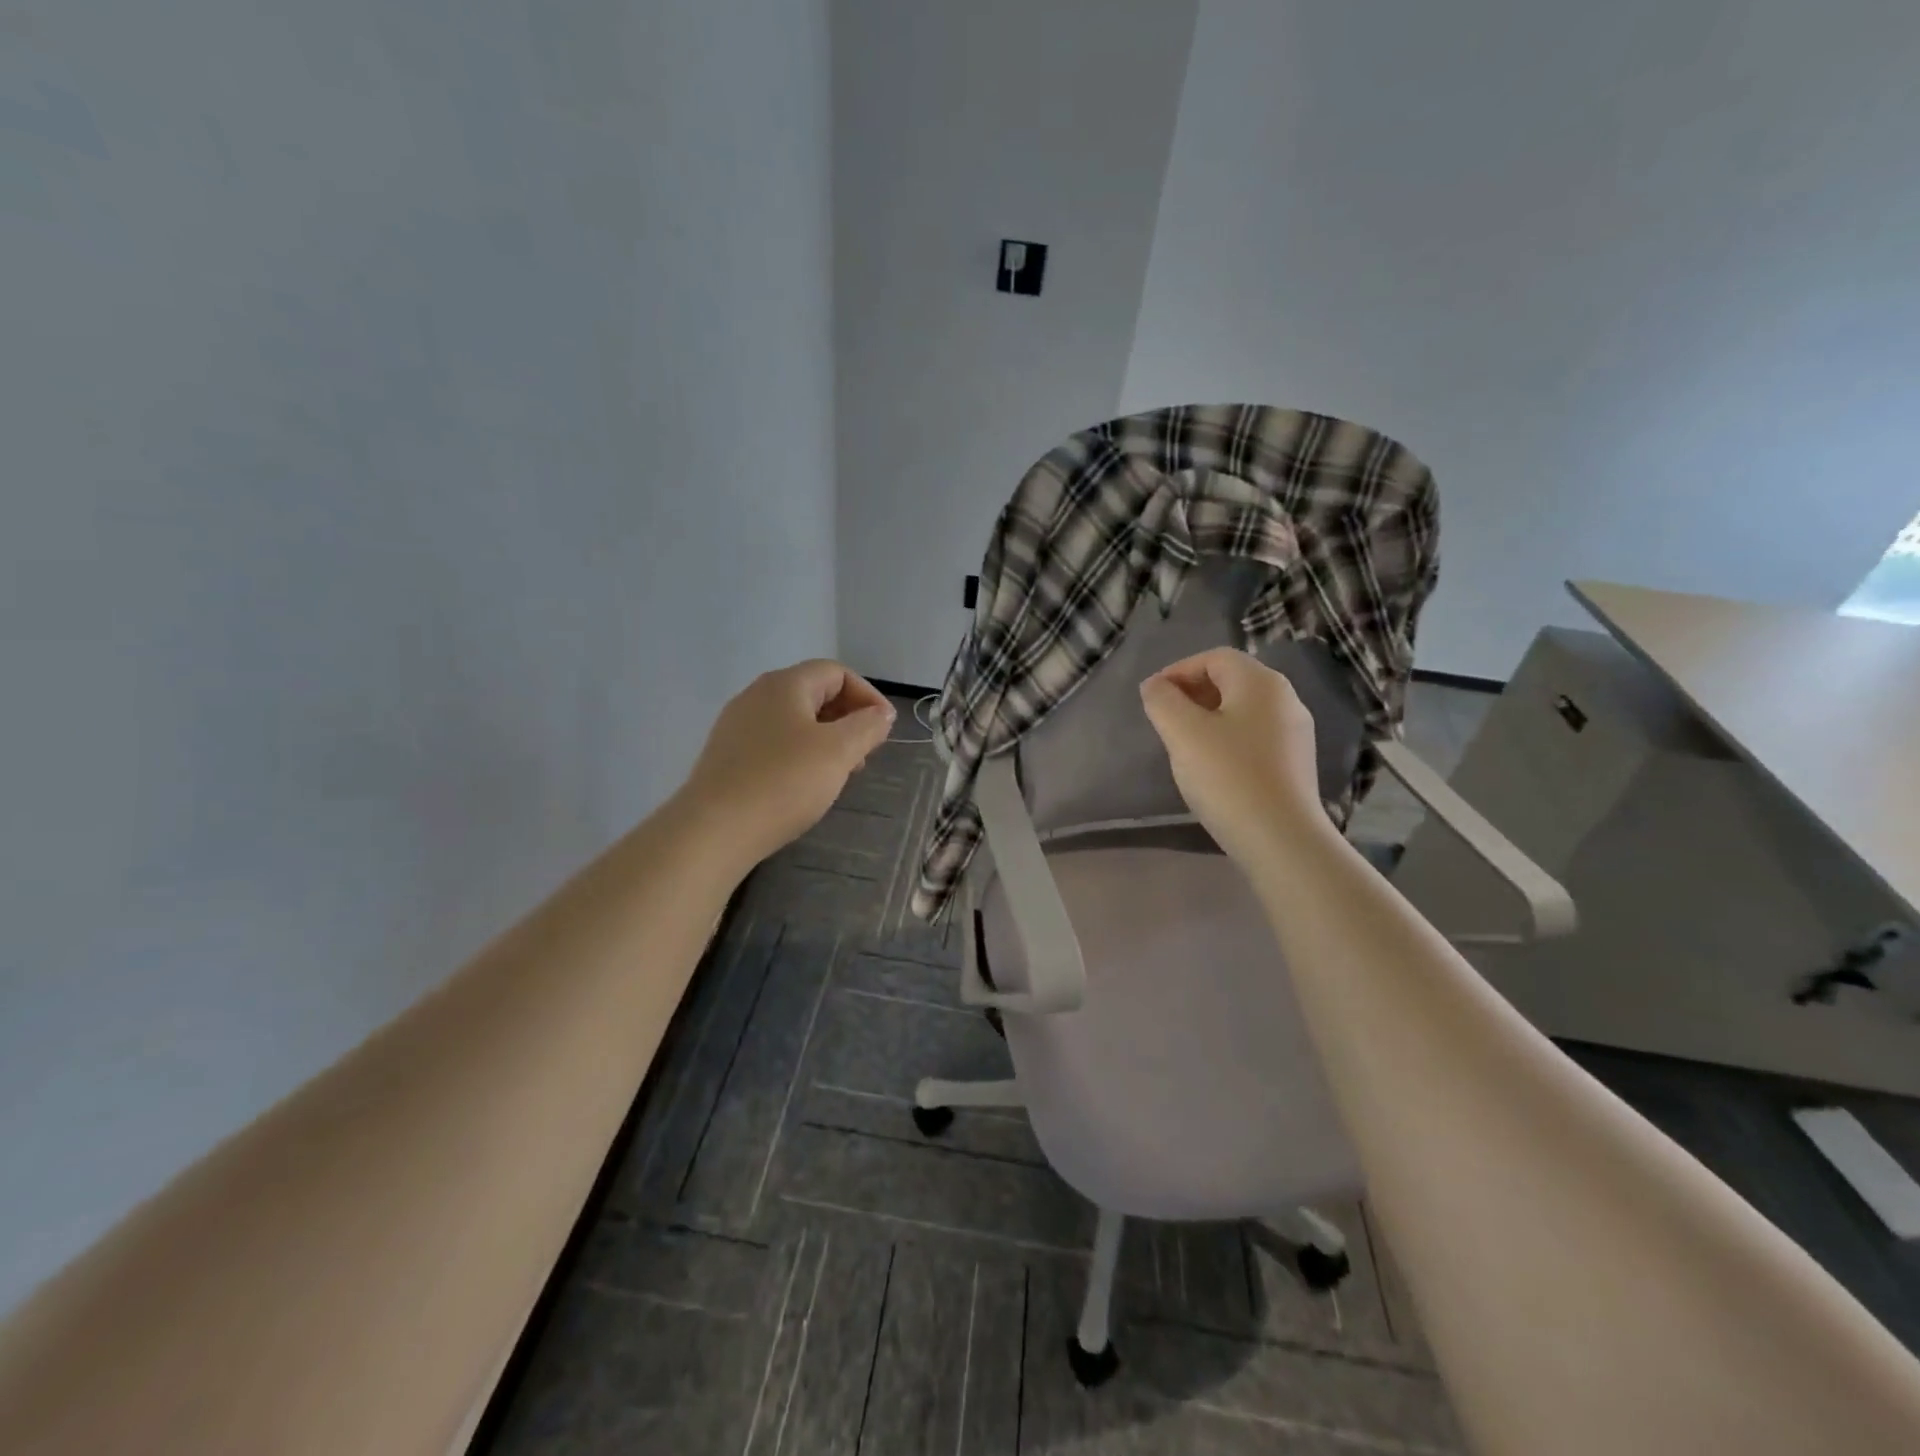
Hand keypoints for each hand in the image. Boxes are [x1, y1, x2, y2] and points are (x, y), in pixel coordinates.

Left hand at [678, 660, 895, 865]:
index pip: (837, 672)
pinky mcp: (728, 755)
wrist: (714, 830)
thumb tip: (881, 714)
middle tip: (866, 754)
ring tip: (840, 773)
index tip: (884, 731)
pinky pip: (774, 743)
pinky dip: (800, 755)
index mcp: (785, 684)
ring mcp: (738, 725)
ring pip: (795, 721)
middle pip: (814, 693)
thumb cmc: (783, 782)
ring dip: (826, 740)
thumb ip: (867, 727)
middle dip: (848, 719)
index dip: (868, 696)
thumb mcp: (838, 751)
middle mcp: (757, 695)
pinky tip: (805, 786)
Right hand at [1139, 647, 1332, 864]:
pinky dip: (1227, 739)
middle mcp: (1285, 699)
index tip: (1152, 697)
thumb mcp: (1182, 733)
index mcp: (1261, 682)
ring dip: (1208, 717)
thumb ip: (1162, 701)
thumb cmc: (1227, 776)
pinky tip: (1212, 767)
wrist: (1280, 839)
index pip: (1214, 658)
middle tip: (1163, 719)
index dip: (1178, 670)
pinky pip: (1254, 736)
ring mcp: (1294, 733)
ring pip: (1242, 710)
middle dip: (1192, 693)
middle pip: (1231, 681)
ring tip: (1183, 744)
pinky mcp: (1294, 763)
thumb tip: (1155, 686)